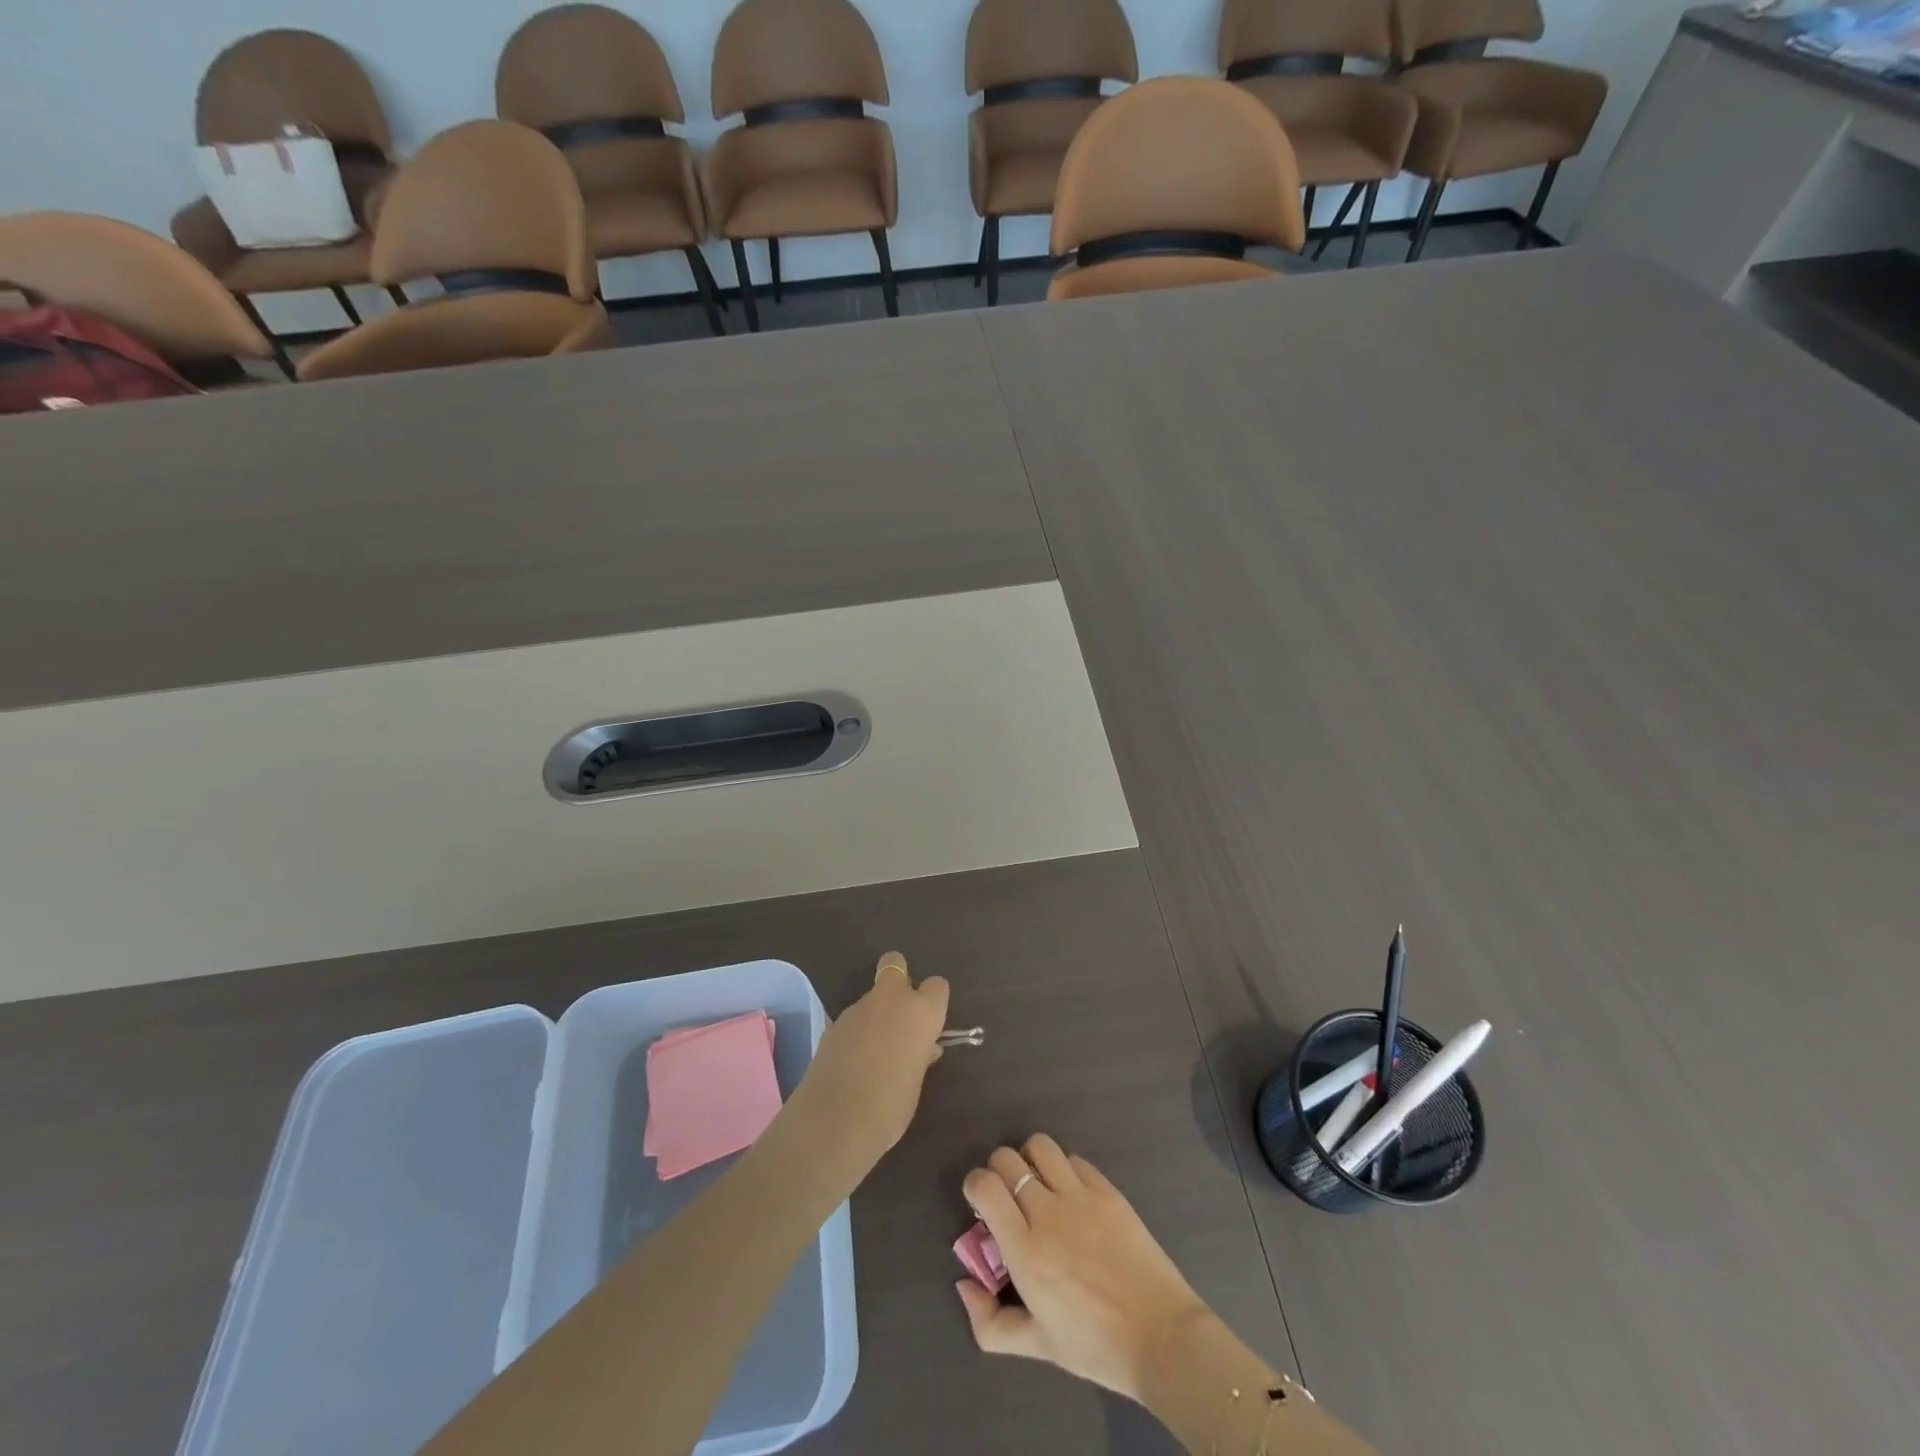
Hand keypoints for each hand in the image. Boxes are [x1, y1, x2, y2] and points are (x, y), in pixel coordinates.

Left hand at [787, 952, 948, 1183]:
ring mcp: (857, 1009)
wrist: (835, 1121)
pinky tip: (852, 1063)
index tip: (930, 1023)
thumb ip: (920, 1056)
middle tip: (899, 1016)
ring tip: (873, 1055)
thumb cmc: (891, 1106)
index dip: (934, 1001)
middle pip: (895, 964)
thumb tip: (923, 1048)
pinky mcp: (832, 1024)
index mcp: (921, 1012)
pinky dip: (855, 1033)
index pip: (937, 986)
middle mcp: (890, 1000)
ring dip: (875, 1015)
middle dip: (898, 980)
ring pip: (871, 998)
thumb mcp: (915, 1082)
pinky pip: (853, 1020)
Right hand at [957, 1135, 1210, 1402]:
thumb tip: (964, 1285)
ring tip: (1038, 1185)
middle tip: (1008, 1197)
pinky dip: (1064, 1169)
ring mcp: (1080, 1196)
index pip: (985, 1186)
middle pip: (1007, 1159)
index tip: (981, 1203)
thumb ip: (990, 1323)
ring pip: (1040, 1146)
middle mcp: (1047, 1213)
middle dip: (998, 1171)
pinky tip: (1071, 1194)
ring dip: (1030, 1160)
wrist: (1161, 1336)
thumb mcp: (1038, 1348)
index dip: (975, 1184)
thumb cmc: (1095, 1346)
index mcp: (1025, 1252)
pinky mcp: (1107, 1190)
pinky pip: (1074, 1159)